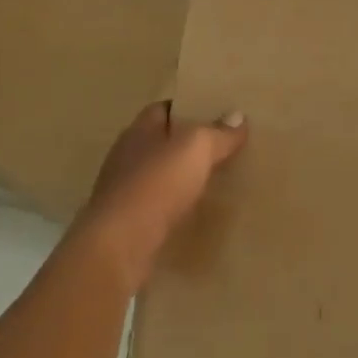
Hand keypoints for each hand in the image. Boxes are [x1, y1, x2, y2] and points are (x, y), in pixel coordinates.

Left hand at [75, 100, 247, 290]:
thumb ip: (218, 133)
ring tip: (211, 183)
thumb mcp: (196, 149)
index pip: (164, 109)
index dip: (188, 109)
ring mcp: (122, 191)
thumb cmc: (156, 185)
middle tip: (221, 150)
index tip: (215, 116)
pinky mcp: (124, 224)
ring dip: (179, 179)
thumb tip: (238, 116)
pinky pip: (154, 208)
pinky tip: (192, 215)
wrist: (118, 247)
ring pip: (157, 176)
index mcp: (139, 130)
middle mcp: (126, 155)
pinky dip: (172, 208)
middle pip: (161, 142)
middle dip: (186, 146)